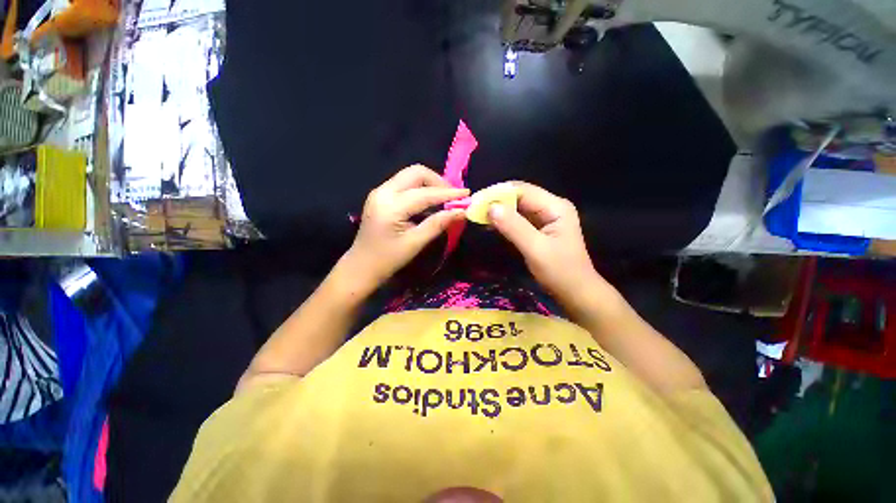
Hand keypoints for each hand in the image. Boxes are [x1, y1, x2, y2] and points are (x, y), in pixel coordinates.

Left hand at [344, 165, 467, 290]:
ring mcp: (380, 191)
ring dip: (430, 184)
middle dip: (438, 182)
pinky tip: (429, 202)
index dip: (448, 194)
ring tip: (444, 199)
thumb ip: (438, 224)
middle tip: (453, 197)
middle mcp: (383, 191)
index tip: (467, 194)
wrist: (361, 266)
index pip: (425, 193)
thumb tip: (461, 211)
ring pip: (410, 176)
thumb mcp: (415, 243)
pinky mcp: (381, 195)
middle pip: (416, 173)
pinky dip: (420, 189)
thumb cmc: (388, 259)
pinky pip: (405, 184)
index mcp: (391, 206)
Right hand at [488, 182, 603, 303]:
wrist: (576, 293)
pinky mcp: (539, 229)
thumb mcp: (536, 249)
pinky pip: (518, 220)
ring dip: (498, 211)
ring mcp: (545, 218)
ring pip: (517, 208)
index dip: (498, 193)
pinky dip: (503, 221)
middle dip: (496, 201)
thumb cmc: (560, 272)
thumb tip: (491, 207)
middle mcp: (550, 207)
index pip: (522, 190)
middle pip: (519, 197)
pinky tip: (490, 225)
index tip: (476, 200)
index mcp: (555, 207)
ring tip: (478, 215)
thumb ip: (514, 227)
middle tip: (474, 208)